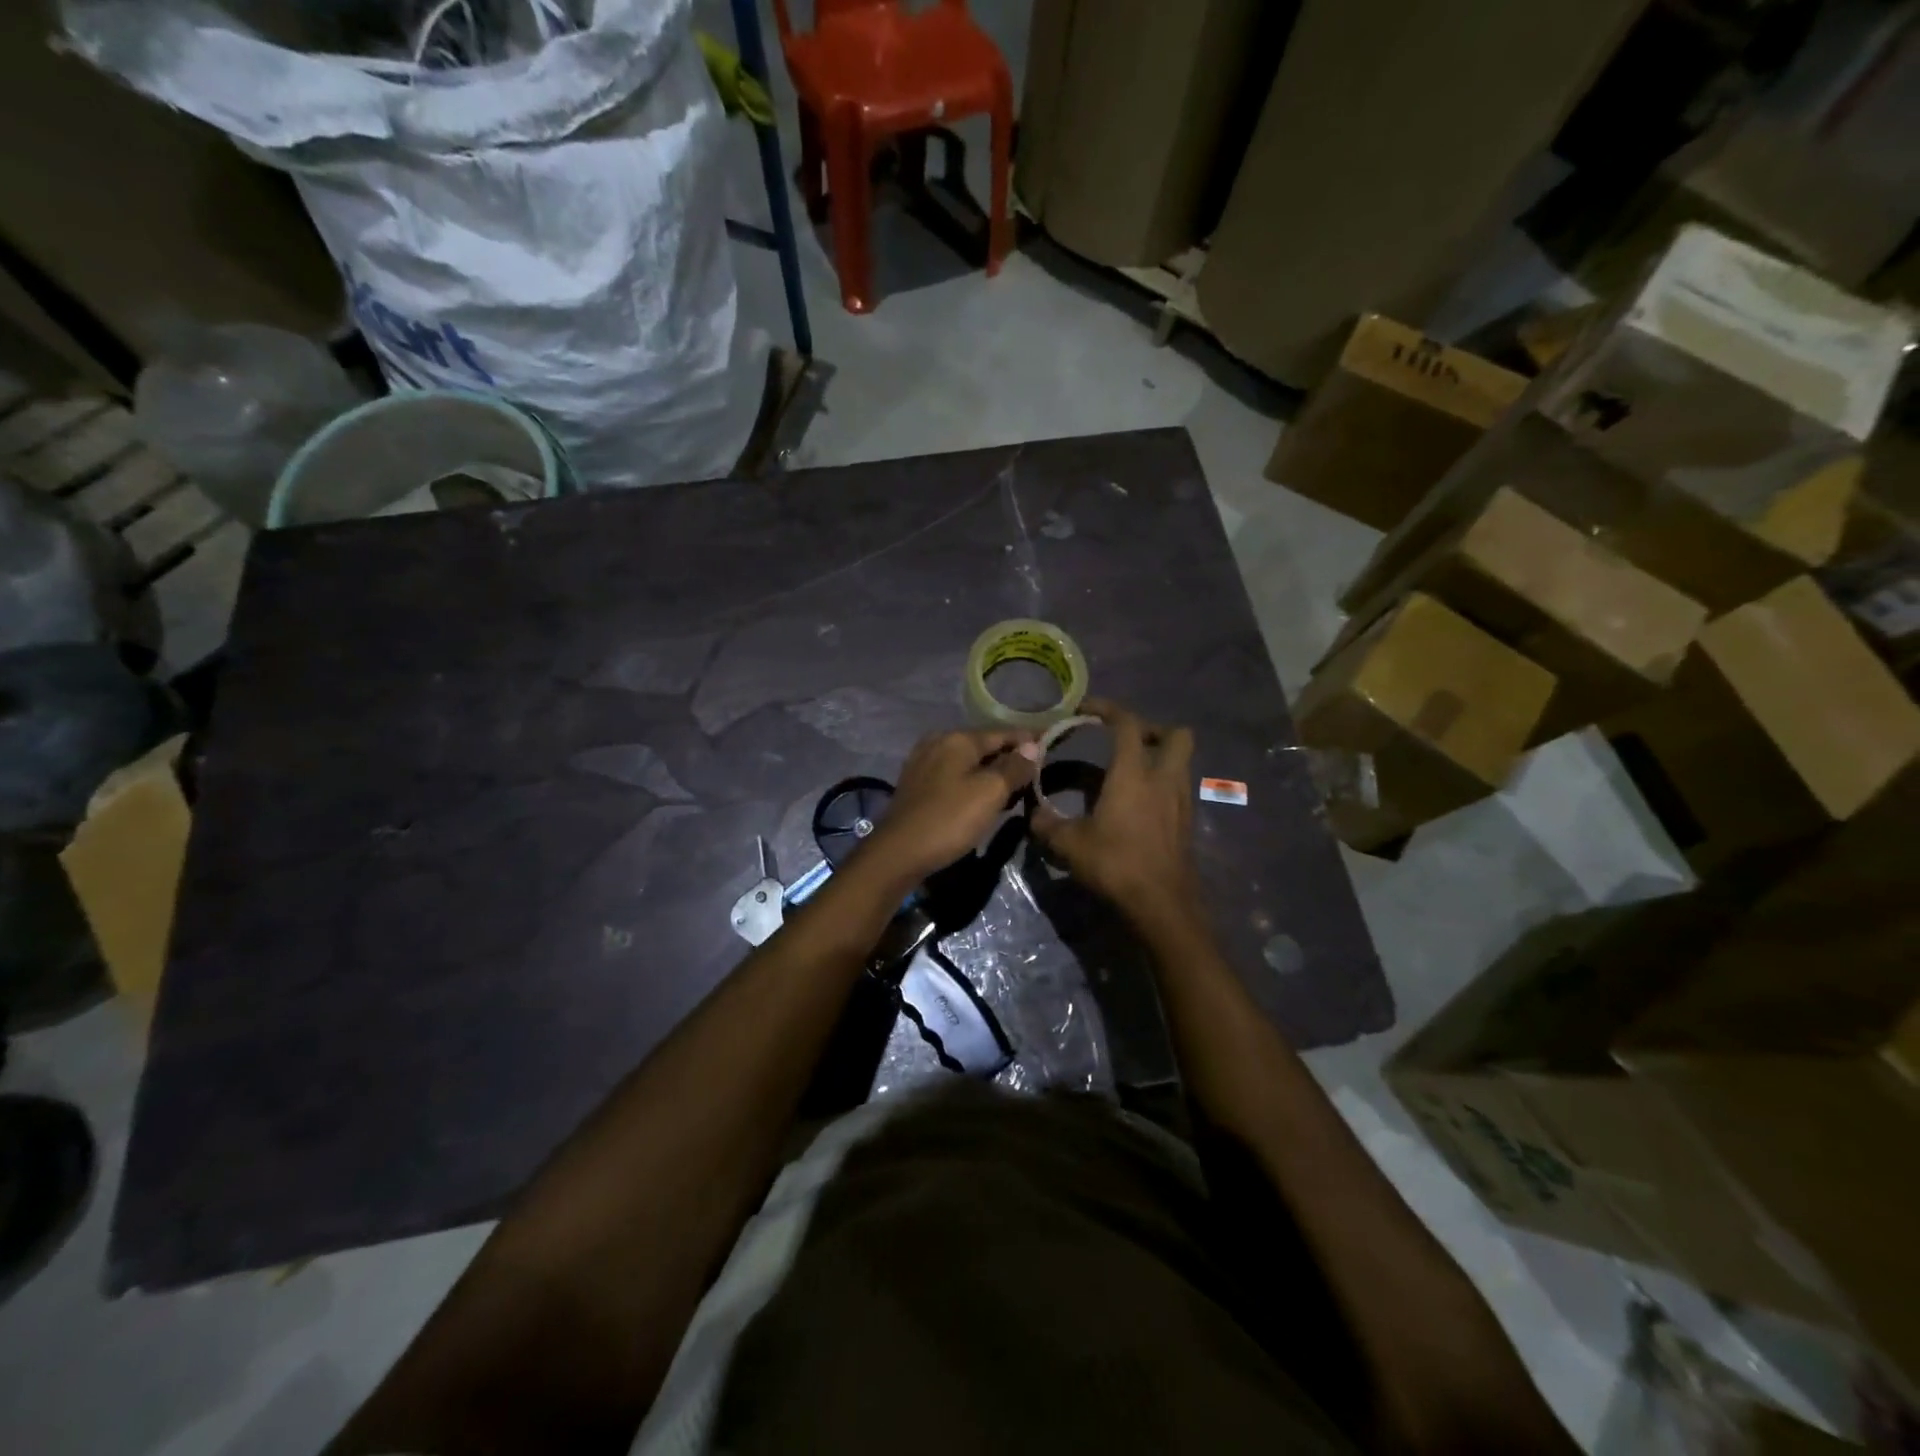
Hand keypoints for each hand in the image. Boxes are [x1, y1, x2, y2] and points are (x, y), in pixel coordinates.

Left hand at [861, 728, 1038, 885]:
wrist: (898, 853)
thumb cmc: (949, 819)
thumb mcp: (990, 792)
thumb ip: (1014, 767)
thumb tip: (1033, 746)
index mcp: (957, 738)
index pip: (1003, 733)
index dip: (1029, 740)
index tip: (1051, 745)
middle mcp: (938, 742)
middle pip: (984, 746)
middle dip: (1010, 758)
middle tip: (1036, 774)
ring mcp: (923, 763)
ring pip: (968, 762)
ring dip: (991, 773)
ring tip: (1014, 788)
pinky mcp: (916, 785)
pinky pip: (953, 776)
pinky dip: (972, 783)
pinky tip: (982, 798)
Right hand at [1030, 700, 1198, 925]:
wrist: (1162, 905)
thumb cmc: (1116, 865)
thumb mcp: (1070, 844)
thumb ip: (1047, 824)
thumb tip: (1032, 813)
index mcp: (1134, 773)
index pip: (1127, 724)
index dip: (1107, 709)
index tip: (1085, 710)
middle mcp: (1164, 778)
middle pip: (1175, 734)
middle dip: (1151, 730)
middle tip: (1123, 741)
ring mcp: (1180, 801)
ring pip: (1181, 762)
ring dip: (1158, 758)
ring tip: (1127, 773)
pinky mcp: (1187, 823)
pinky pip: (1177, 788)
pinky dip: (1161, 785)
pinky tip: (1137, 805)